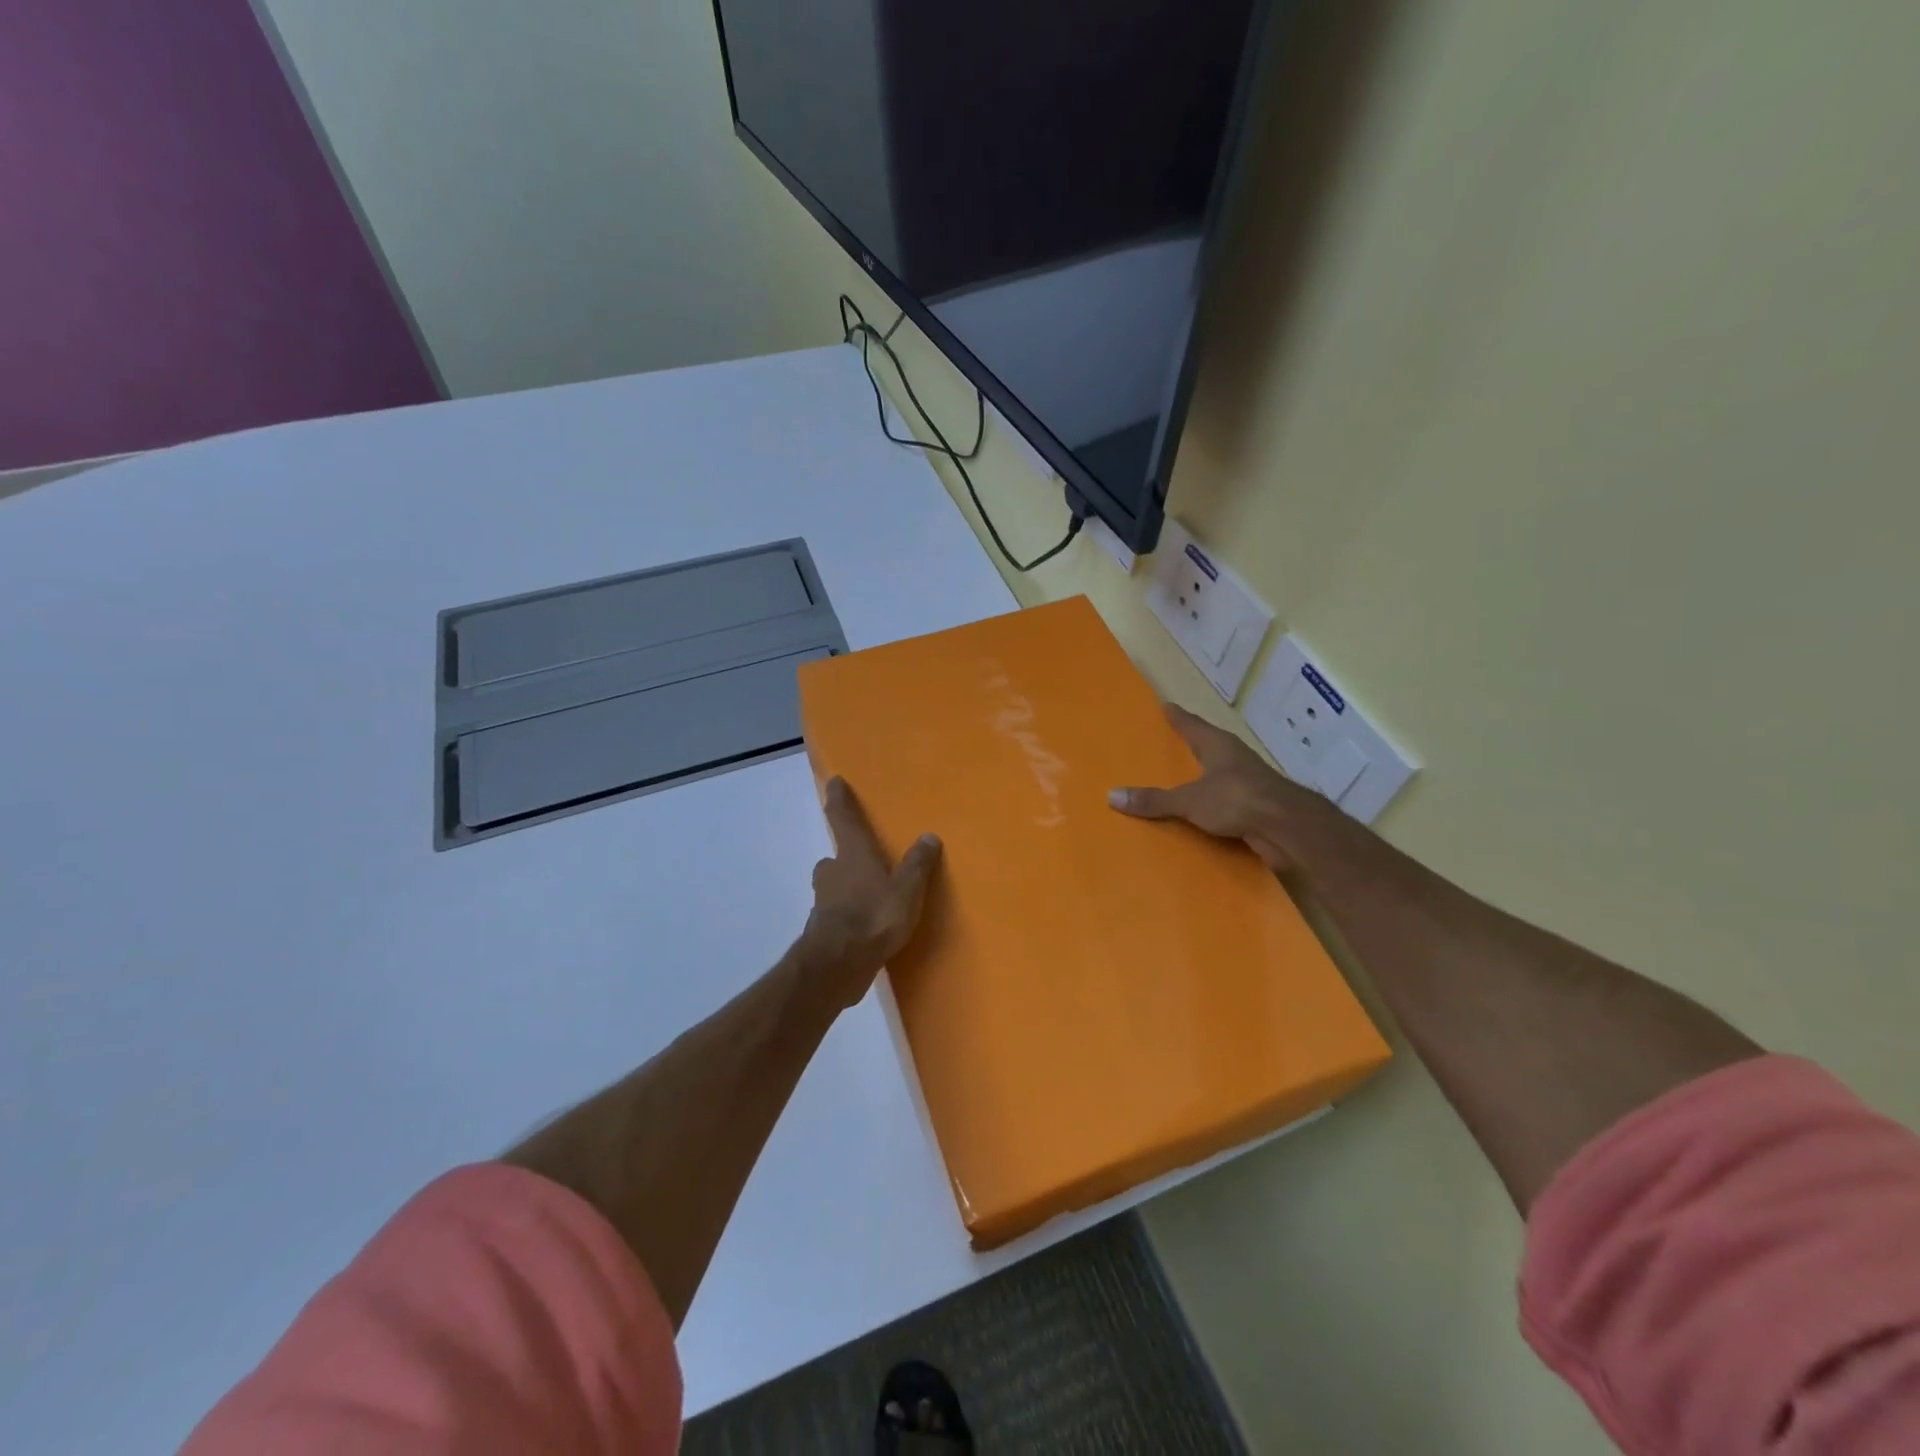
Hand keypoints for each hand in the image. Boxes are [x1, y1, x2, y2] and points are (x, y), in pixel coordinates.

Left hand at [799, 777, 941, 1003]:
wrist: (838, 963)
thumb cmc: (874, 916)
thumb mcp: (907, 889)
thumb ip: (917, 864)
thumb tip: (929, 836)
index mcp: (853, 855)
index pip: (843, 819)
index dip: (839, 800)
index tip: (834, 783)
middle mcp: (833, 872)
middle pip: (835, 858)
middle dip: (845, 858)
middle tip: (862, 861)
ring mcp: (824, 902)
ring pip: (833, 887)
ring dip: (846, 888)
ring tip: (869, 897)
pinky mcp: (822, 930)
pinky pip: (837, 914)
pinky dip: (847, 916)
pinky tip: (864, 928)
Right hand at [1108, 703, 1340, 873]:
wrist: (1288, 828)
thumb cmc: (1237, 799)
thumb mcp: (1189, 800)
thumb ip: (1154, 800)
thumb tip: (1112, 795)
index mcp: (1219, 746)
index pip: (1193, 725)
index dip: (1178, 717)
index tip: (1166, 706)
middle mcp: (1235, 759)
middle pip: (1210, 747)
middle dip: (1192, 746)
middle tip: (1171, 743)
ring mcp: (1250, 783)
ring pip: (1220, 775)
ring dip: (1204, 778)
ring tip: (1182, 782)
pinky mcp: (1258, 808)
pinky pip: (1228, 803)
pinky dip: (1214, 806)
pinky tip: (1201, 816)